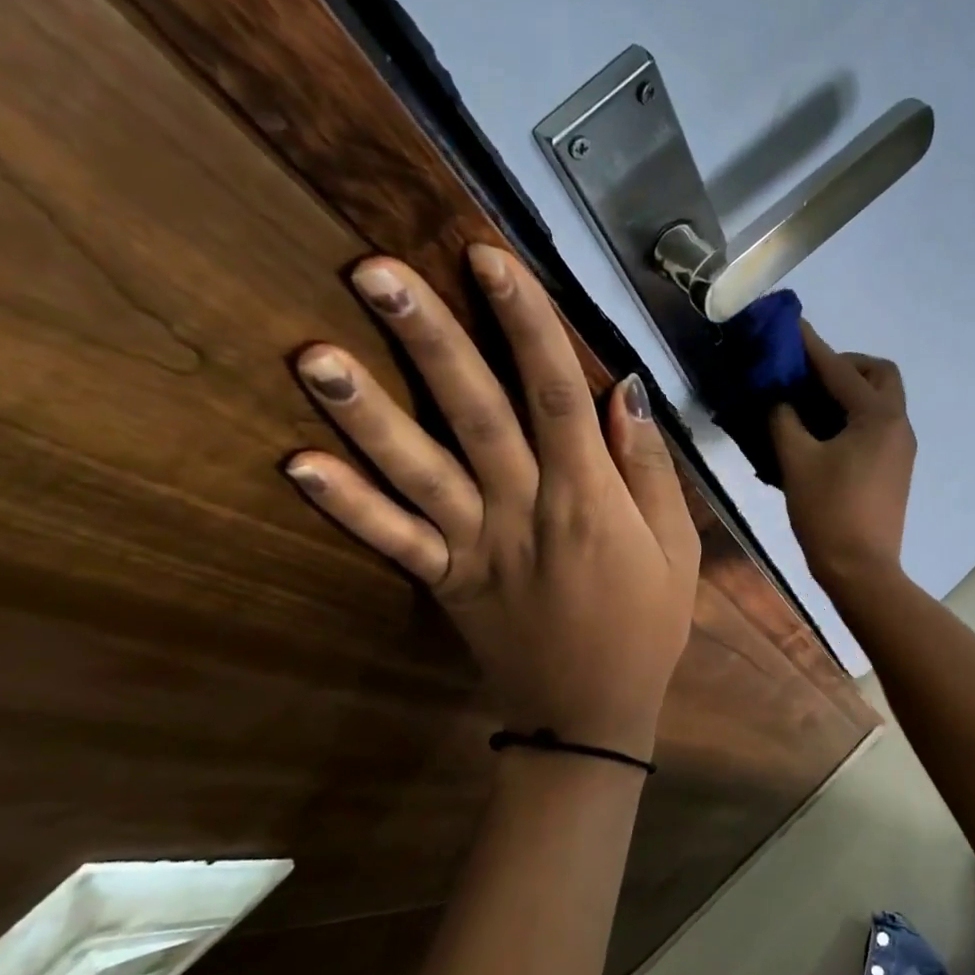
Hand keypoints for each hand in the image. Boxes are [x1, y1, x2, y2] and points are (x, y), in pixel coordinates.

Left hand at [284, 246, 699, 757]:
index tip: (488, 259)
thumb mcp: (676, 547)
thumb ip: (648, 470)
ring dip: (369, 413)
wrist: (590, 716)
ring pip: (420, 471)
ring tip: (312, 355)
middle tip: (376, 272)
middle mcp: (525, 510)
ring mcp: (476, 547)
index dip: (525, 323)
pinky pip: (393, 541)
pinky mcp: (446, 582)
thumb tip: (622, 391)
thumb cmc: (647, 625)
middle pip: (476, 414)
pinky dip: (347, 505)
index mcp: (589, 498)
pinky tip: (299, 463)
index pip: (556, 394)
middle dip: (431, 340)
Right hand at [769, 322, 915, 589]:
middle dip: (846, 366)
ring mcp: (901, 448)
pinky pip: (878, 426)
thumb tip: (778, 399)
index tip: (791, 326)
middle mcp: (898, 425)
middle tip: (810, 376)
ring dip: (851, 392)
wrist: (861, 570)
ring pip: (882, 401)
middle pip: (880, 375)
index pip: (841, 369)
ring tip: (811, 404)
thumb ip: (783, 420)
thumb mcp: (797, 461)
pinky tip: (824, 434)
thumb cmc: (828, 513)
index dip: (812, 347)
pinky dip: (854, 417)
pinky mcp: (896, 468)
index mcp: (878, 416)